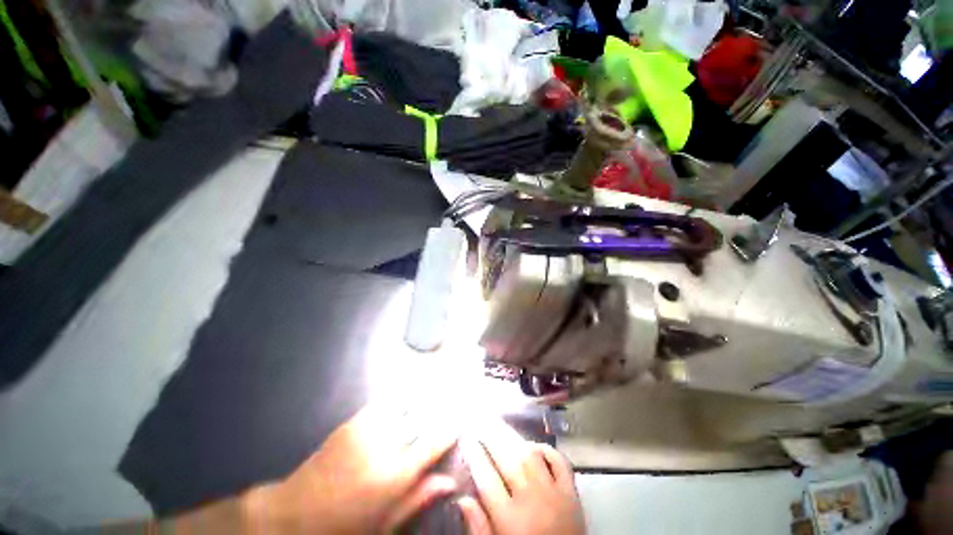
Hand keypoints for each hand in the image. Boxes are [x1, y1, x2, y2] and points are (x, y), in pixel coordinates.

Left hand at [244, 406, 457, 533]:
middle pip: (420, 418)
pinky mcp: (352, 422)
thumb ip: (418, 498)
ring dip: (421, 398)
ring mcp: (366, 430)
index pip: (433, 444)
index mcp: (393, 477)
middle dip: (438, 406)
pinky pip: (383, 403)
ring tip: (436, 389)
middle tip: (453, 396)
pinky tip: (407, 394)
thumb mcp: (384, 525)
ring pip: (404, 405)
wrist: (292, 514)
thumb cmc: (343, 527)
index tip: (461, 419)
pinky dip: (399, 398)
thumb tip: (450, 481)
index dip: (450, 429)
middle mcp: (383, 446)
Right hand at [458, 422, 584, 534]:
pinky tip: (533, 445)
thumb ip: (479, 528)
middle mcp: (532, 501)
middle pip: (508, 460)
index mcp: (511, 521)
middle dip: (491, 437)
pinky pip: (560, 463)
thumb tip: (462, 499)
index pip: (487, 479)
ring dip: (513, 437)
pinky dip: (547, 450)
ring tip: (499, 425)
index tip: (466, 438)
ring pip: (531, 455)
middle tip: (480, 421)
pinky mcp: (573, 494)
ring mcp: (555, 494)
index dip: (474, 455)